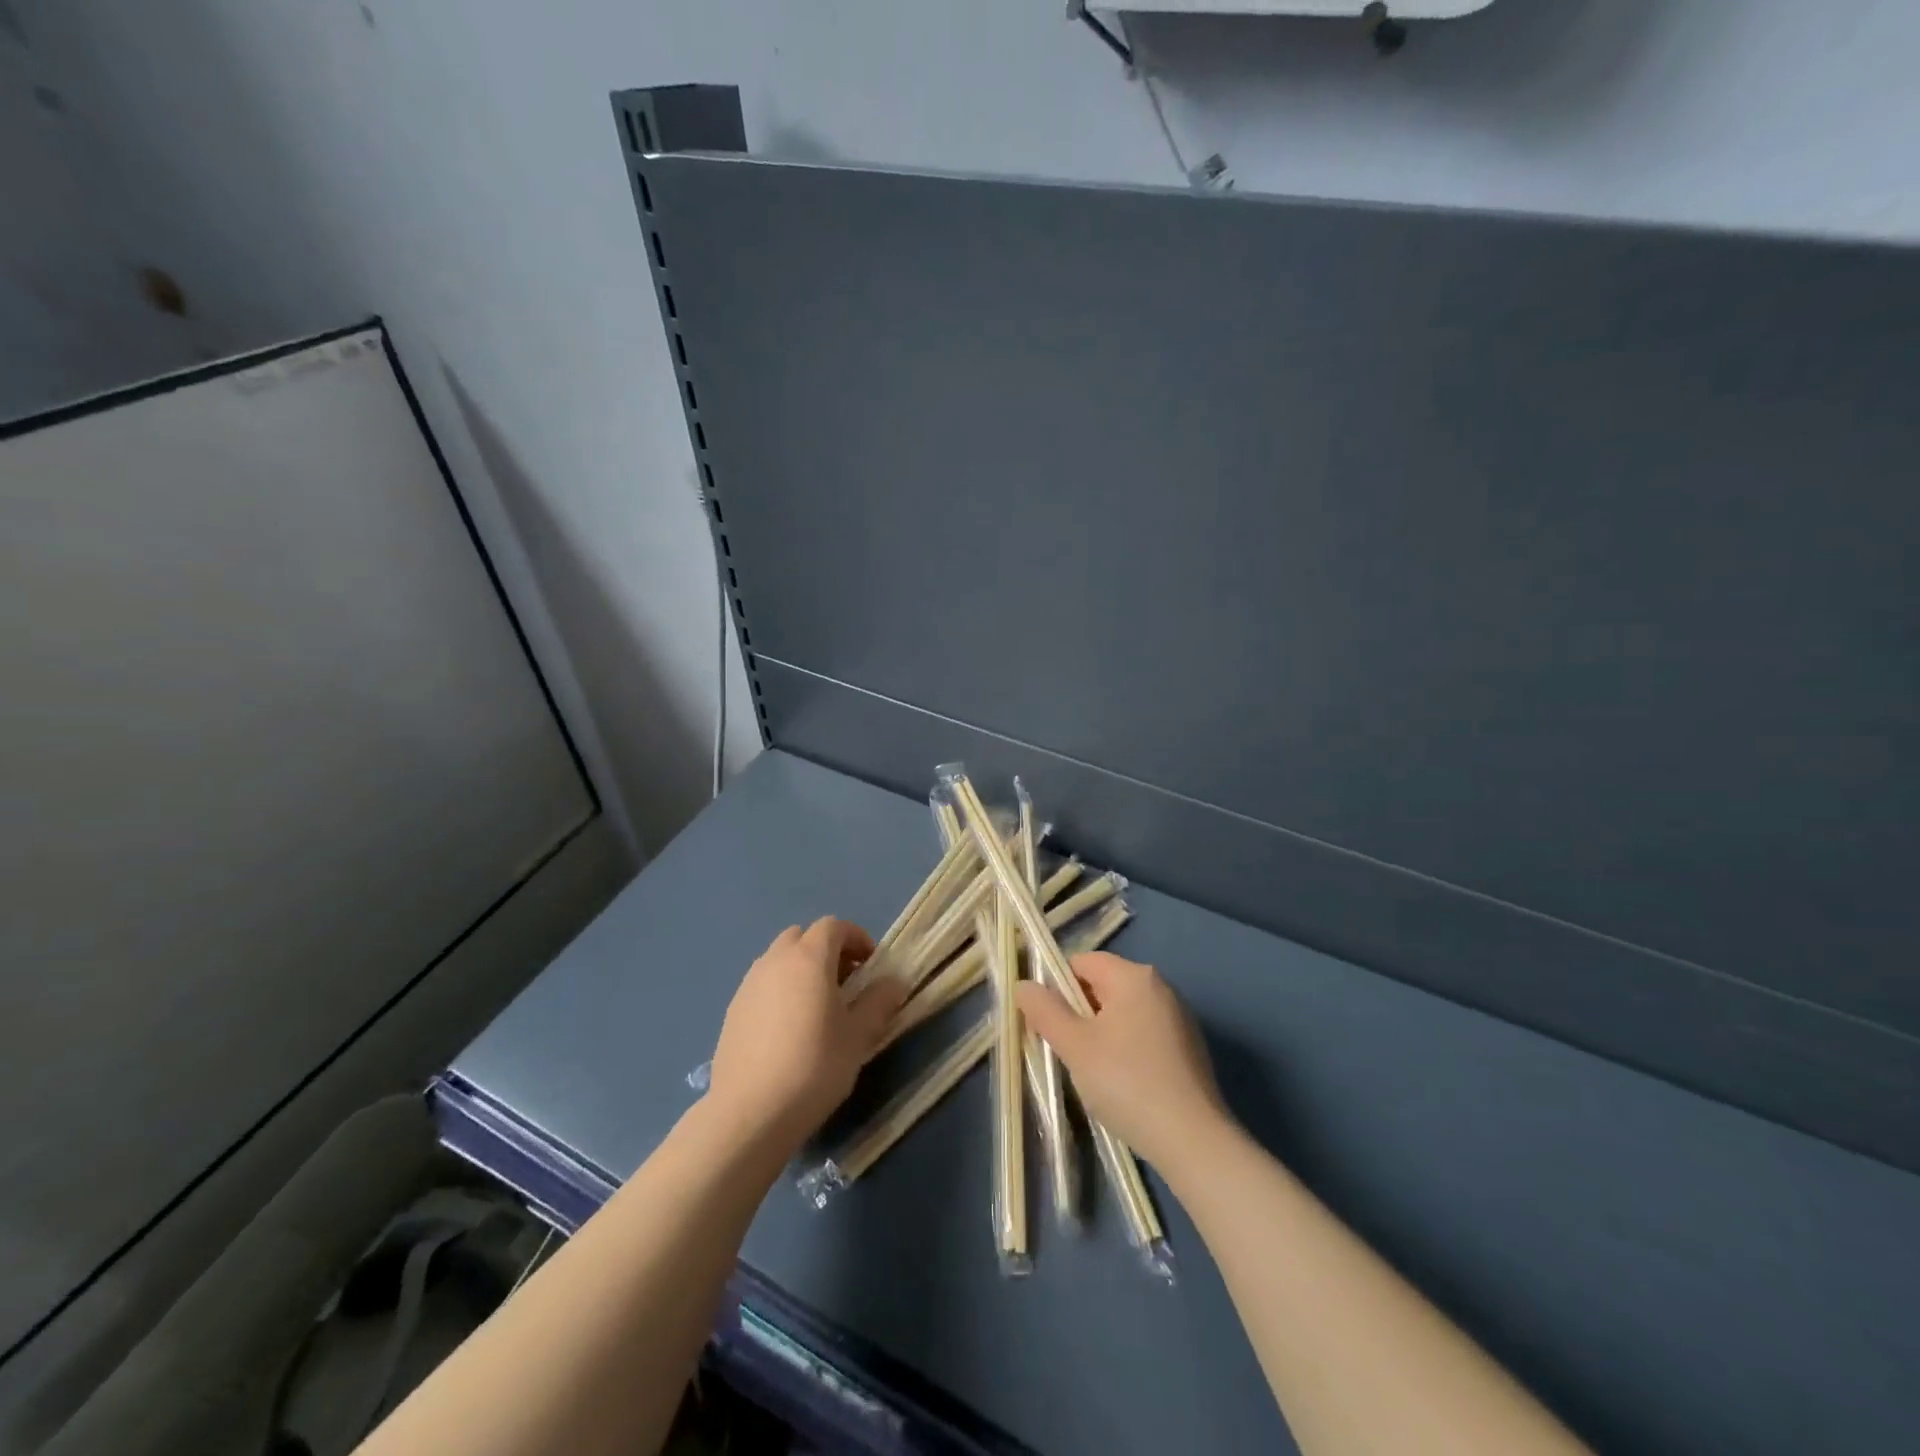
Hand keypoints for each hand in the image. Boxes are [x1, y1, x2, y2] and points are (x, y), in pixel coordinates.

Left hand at [708, 917, 905, 1150]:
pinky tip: (789, 1030)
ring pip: (779, 960)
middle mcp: (774, 961)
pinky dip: (780, 991)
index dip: (856, 938)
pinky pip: (762, 985)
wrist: (750, 1113)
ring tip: (818, 1007)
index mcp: (808, 958)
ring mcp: (748, 985)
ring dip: (801, 970)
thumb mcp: (858, 1036)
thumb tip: (895, 982)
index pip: (833, 926)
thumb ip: (879, 1002)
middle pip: (803, 937)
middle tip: (846, 982)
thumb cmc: (814, 1067)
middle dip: (827, 950)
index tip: (871, 965)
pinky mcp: (732, 1011)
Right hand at [1016, 952, 1228, 1173]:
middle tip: (1066, 1051)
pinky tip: (1123, 1084)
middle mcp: (1160, 986)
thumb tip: (1024, 985)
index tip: (1047, 1023)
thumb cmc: (1126, 1083)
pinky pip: (1145, 1035)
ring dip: (1101, 1034)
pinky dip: (1127, 1049)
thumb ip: (1045, 1011)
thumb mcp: (1075, 1046)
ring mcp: (1179, 1017)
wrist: (1192, 1140)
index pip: (1082, 962)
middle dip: (1079, 1013)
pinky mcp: (1190, 1048)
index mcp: (1133, 976)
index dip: (1057, 988)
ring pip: (1124, 1013)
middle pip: (1104, 986)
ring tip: (1092, 1072)